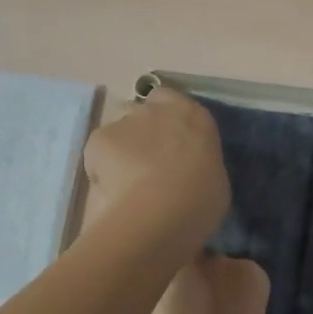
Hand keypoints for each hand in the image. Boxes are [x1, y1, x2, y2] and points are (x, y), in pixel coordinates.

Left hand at [82, 88, 228, 255]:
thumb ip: (199, 165)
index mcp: (192, 116)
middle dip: (142, 134)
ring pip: (118, 132)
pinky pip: (98, 152)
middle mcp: (157, 109)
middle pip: (142, 114)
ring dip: (121, 150)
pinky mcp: (98, 138)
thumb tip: (190, 173)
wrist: (159, 212)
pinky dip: (101, 167)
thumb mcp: (214, 182)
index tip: (168, 144)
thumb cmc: (199, 200)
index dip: (165, 121)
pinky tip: (110, 190)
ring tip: (125, 183)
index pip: (172, 101)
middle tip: (147, 166)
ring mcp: (124, 120)